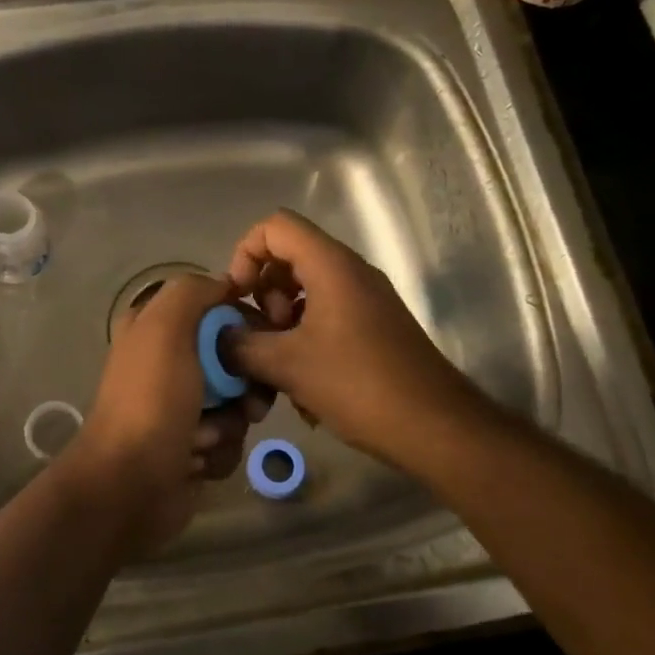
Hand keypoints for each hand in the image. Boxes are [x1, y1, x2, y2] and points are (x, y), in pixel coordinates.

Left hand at [57, 274, 267, 558]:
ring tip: (204, 438)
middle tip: (248, 403)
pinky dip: (218, 451)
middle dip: (244, 384)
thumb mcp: (165, 328)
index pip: (218, 310)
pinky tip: (195, 460)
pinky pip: (229, 439)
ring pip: (237, 402)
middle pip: (234, 359)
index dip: (245, 325)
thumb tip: (226, 286)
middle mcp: (167, 362)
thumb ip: (193, 292)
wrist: (129, 484)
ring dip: (229, 423)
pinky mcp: (191, 445)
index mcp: (155, 328)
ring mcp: (179, 406)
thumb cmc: (151, 400)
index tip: (265, 342)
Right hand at [225, 209, 485, 473]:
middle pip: (290, 256)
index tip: (238, 296)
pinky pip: (327, 315)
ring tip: (280, 364)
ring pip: (307, 289)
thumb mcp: (288, 365)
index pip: (275, 227)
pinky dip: (306, 337)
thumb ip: (241, 345)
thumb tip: (218, 337)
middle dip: (264, 293)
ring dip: (282, 321)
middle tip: (264, 335)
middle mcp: (351, 272)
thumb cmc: (359, 385)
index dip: (246, 253)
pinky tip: (304, 384)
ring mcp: (366, 299)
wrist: (436, 427)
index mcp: (331, 265)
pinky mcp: (374, 327)